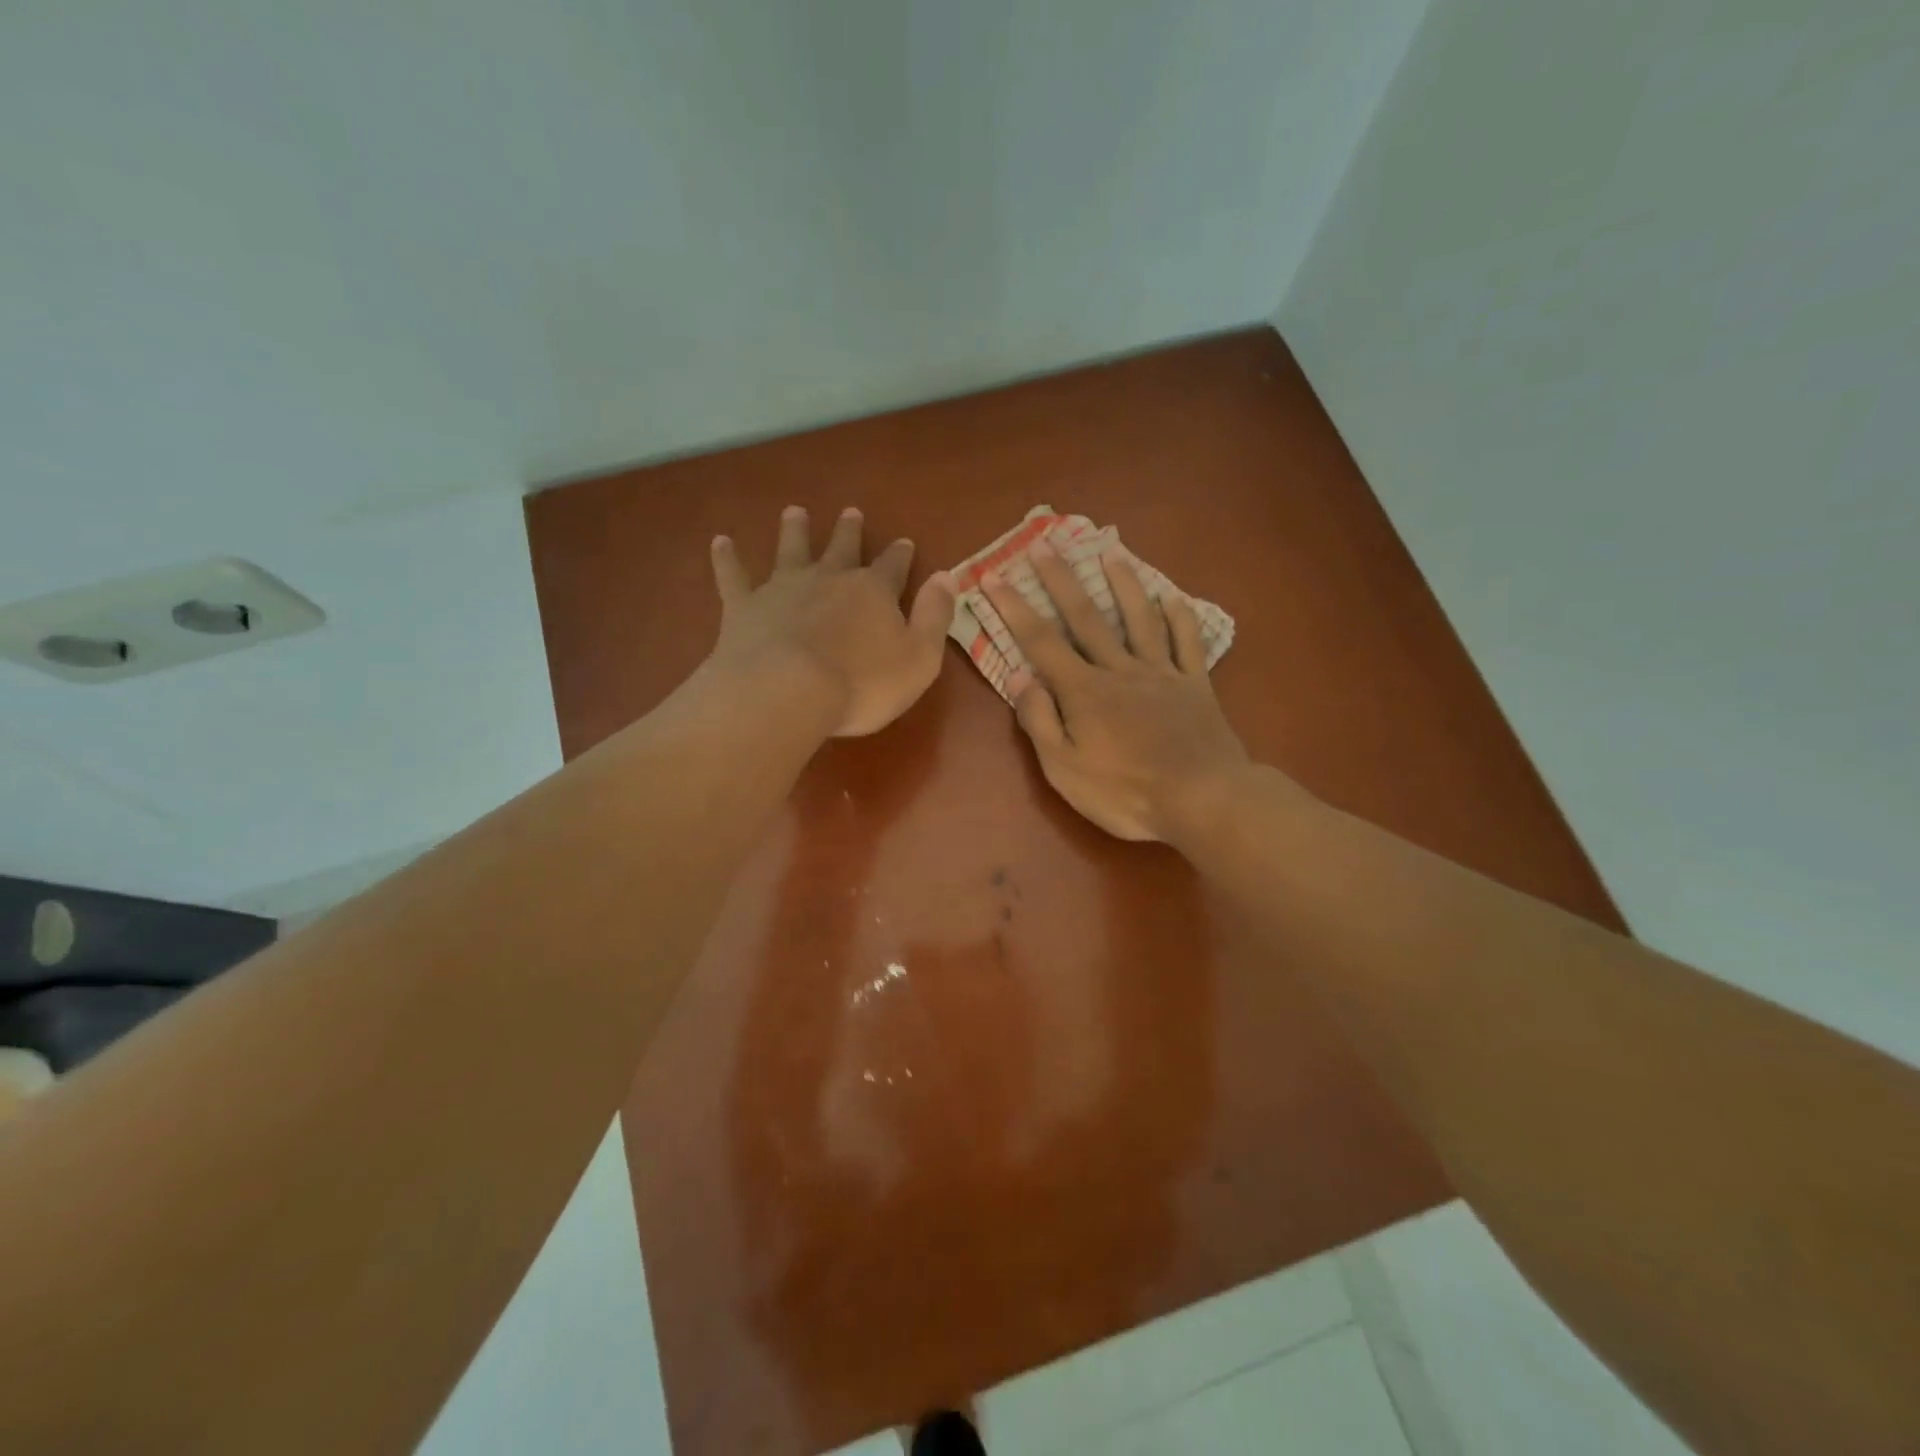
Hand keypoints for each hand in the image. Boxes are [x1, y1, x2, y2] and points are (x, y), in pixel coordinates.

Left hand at [708, 506, 955, 736]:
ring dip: (794, 530)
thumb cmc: (862, 684)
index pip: (893, 566)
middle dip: (849, 531)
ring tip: (794, 511)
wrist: (788, 691)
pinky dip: (727, 558)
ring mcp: (784, 588)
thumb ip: (935, 616)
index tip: (904, 541)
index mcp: (873, 592)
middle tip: (851, 512)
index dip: (900, 555)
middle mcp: (829, 578)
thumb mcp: (919, 658)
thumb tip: (947, 576)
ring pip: (791, 549)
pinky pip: (734, 575)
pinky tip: (721, 541)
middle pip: (842, 548)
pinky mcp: (745, 606)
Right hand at [983, 541, 1248, 840]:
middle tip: (1044, 543)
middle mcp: (1120, 669)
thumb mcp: (1065, 769)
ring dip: (1123, 583)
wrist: (1203, 800)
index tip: (994, 576)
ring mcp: (1162, 673)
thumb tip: (1019, 676)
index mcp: (1084, 691)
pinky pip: (1187, 642)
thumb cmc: (1126, 793)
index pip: (1040, 642)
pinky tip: (1171, 596)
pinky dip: (1179, 616)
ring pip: (1139, 618)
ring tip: (1111, 551)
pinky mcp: (1196, 685)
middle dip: (1061, 580)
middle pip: (1086, 617)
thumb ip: (1040, 720)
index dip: (1014, 608)